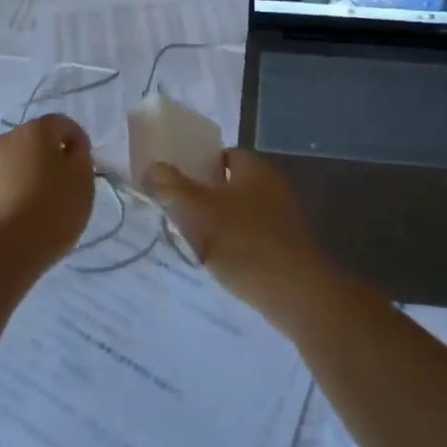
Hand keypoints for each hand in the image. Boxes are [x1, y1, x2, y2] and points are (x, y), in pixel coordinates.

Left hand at [0, 115, 94, 272]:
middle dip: (48, 159)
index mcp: (35, 132)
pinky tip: (14, 220)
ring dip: (25, 176)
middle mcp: (4, 140)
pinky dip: (6, 195)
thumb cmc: (51, 212)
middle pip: (33, 143)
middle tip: (60, 188)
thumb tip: (69, 149)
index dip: (77, 143)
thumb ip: (80, 157)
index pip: (62, 124)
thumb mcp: (83, 183)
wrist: (0, 253)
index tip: (82, 169)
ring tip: (35, 208)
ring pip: (11, 164)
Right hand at [143, 149, 335, 322]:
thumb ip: (170, 187)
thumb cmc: (243, 242)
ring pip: (242, 212)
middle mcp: (273, 186)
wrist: (295, 292)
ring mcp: (284, 217)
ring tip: (194, 242)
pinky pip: (254, 238)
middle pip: (231, 184)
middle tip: (179, 213)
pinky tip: (221, 264)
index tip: (176, 182)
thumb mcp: (196, 211)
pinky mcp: (288, 247)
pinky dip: (237, 246)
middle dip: (205, 196)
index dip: (199, 165)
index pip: (224, 154)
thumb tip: (151, 168)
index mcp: (254, 168)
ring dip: (220, 224)